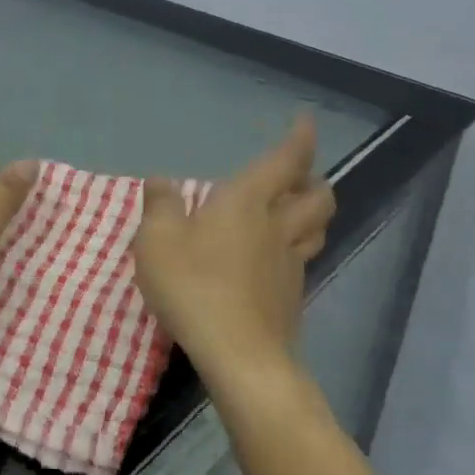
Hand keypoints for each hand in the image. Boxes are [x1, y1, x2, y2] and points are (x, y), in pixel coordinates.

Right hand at [134, 115, 335, 372]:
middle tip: (300, 175)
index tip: (308, 122)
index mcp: (247, 202)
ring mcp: (290, 263)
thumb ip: (160, 205)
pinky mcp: (292, 295)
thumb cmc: (193, 285)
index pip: (285, 161)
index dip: (300, 139)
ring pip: (317, 228)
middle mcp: (277, 226)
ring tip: (298, 210)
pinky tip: (276, 259)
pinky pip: (303, 260)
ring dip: (313, 212)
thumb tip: (161, 180)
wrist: (237, 352)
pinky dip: (297, 248)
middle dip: (312, 179)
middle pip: (316, 196)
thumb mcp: (157, 240)